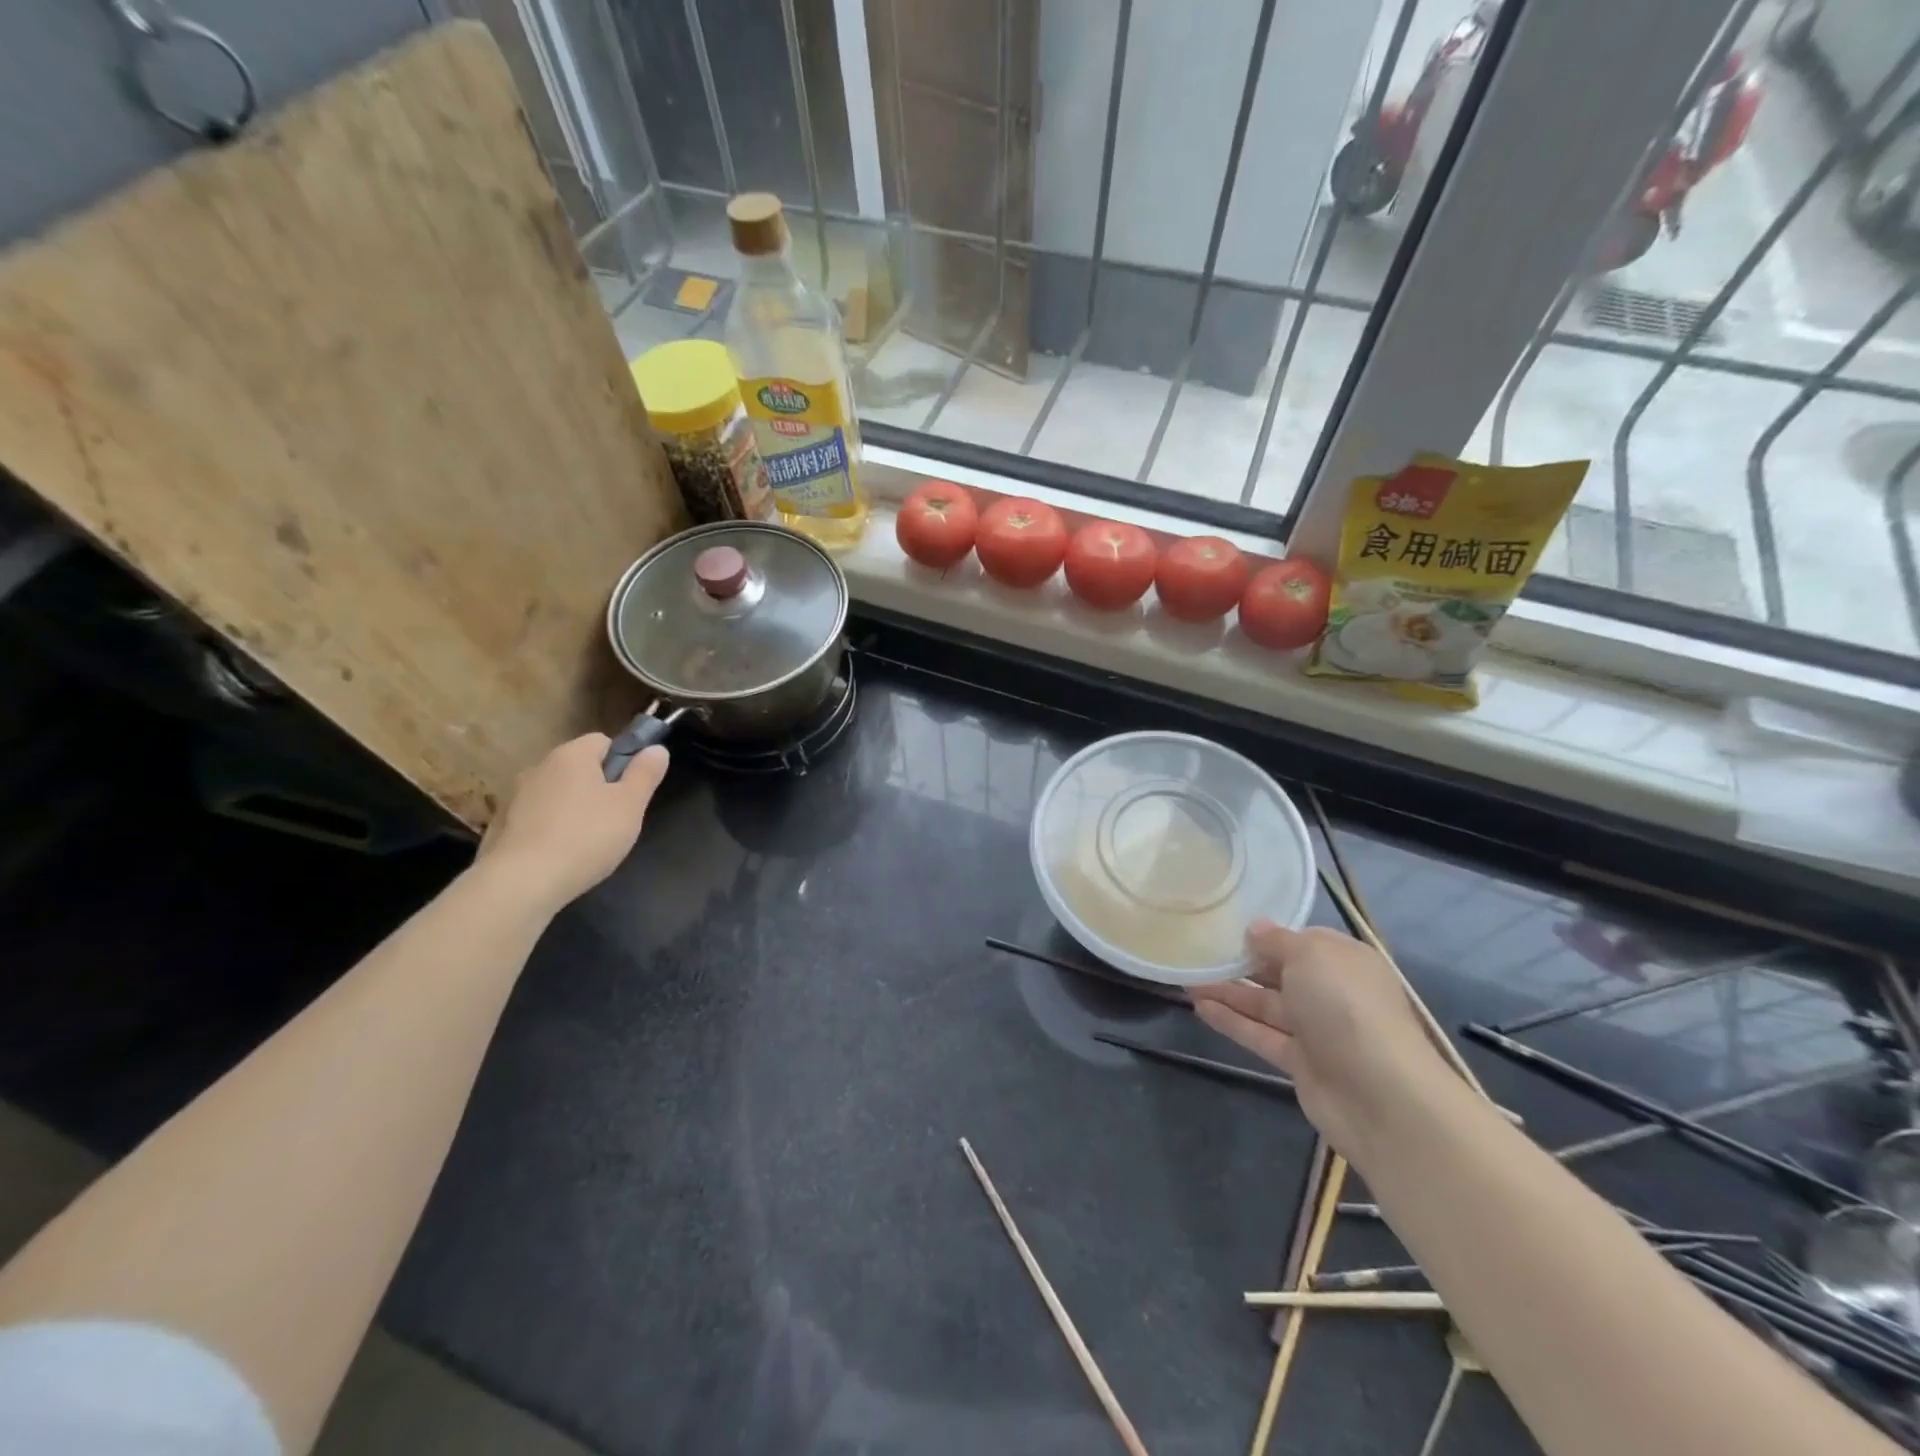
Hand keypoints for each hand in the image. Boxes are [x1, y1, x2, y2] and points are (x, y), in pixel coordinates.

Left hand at [476, 734, 669, 910]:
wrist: (522, 882)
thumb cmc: (587, 836)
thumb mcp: (630, 805)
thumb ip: (645, 773)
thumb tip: (657, 749)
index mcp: (572, 755)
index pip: (603, 741)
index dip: (622, 762)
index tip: (631, 792)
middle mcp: (539, 767)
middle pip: (578, 768)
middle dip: (598, 787)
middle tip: (615, 819)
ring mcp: (515, 796)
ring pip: (557, 793)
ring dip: (573, 808)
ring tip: (586, 841)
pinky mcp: (502, 825)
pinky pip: (536, 817)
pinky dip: (549, 828)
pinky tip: (559, 854)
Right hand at [1189, 921, 1448, 1156]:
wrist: (1380, 1095)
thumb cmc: (1346, 1006)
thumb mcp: (1310, 955)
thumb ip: (1277, 940)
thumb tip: (1255, 929)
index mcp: (1343, 961)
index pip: (1301, 941)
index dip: (1266, 934)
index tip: (1227, 926)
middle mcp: (1331, 992)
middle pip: (1280, 973)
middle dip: (1241, 963)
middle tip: (1198, 952)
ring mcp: (1317, 1030)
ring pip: (1265, 1004)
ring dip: (1228, 991)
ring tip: (1186, 978)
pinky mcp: (1300, 1063)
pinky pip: (1260, 1035)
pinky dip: (1232, 1021)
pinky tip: (1198, 1007)